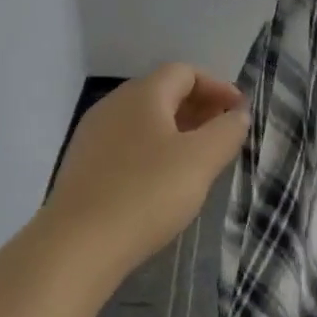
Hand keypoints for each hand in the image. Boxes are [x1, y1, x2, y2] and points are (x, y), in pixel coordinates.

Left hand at [43, 63, 249, 275]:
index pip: (184, 72)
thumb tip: (237, 114)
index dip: (217, 86)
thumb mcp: (200, 160)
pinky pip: (127, 144)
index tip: (239, 112)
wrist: (77, 244)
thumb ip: (226, 131)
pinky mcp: (83, 166)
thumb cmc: (147, 193)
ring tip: (199, 158)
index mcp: (142, 94)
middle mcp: (113, 105)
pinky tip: (163, 180)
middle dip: (198, 107)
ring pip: (143, 120)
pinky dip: (153, 150)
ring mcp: (93, 135)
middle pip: (162, 93)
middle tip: (224, 133)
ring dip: (176, 130)